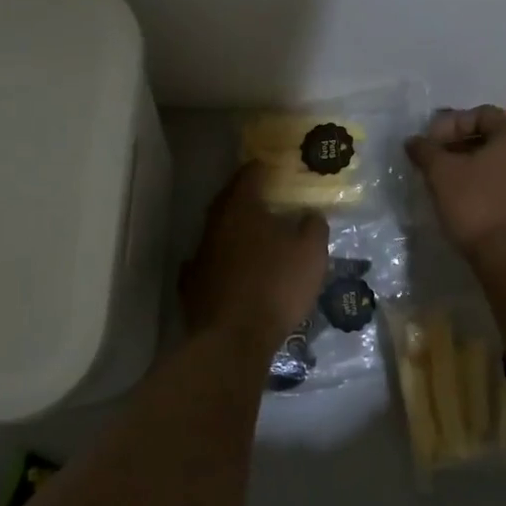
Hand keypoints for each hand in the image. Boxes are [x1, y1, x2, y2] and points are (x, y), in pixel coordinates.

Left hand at [180, 163, 329, 346]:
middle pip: (228, 201)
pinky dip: (220, 261)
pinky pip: (208, 263)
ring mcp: (199, 255)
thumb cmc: (276, 286)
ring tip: (251, 234)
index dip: (262, 168)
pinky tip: (229, 269)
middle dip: (244, 196)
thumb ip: (313, 227)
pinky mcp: (192, 285)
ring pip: (217, 232)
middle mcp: (215, 225)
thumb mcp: (311, 254)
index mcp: (242, 209)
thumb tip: (310, 214)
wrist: (233, 339)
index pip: (249, 175)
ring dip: (232, 230)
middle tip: (263, 196)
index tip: (272, 166)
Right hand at [404, 106, 505, 266]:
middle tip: (431, 158)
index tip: (429, 143)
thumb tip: (413, 141)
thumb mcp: (442, 173)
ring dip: (465, 163)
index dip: (450, 123)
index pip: (480, 114)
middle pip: (488, 136)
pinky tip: (458, 197)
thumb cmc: (476, 205)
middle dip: (455, 143)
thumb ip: (425, 151)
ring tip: (440, 178)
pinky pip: (501, 180)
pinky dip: (478, 181)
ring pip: (494, 160)